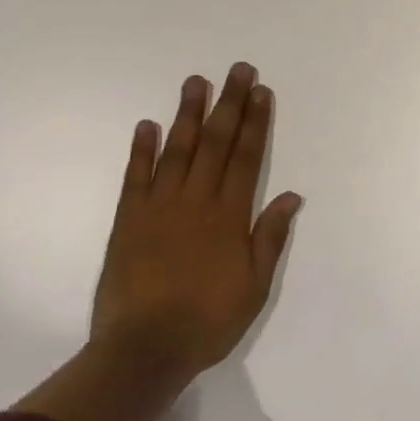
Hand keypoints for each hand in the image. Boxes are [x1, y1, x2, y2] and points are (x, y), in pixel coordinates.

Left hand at [90, 63, 302, 376]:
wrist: (144, 350)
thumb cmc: (208, 320)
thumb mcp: (255, 286)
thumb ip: (270, 237)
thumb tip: (291, 195)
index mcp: (229, 216)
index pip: (247, 157)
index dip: (256, 122)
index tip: (261, 92)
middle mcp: (196, 201)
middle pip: (216, 143)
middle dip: (229, 104)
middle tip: (238, 70)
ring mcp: (159, 207)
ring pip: (177, 150)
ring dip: (189, 114)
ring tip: (196, 82)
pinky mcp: (129, 220)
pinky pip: (136, 177)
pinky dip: (141, 150)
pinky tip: (147, 125)